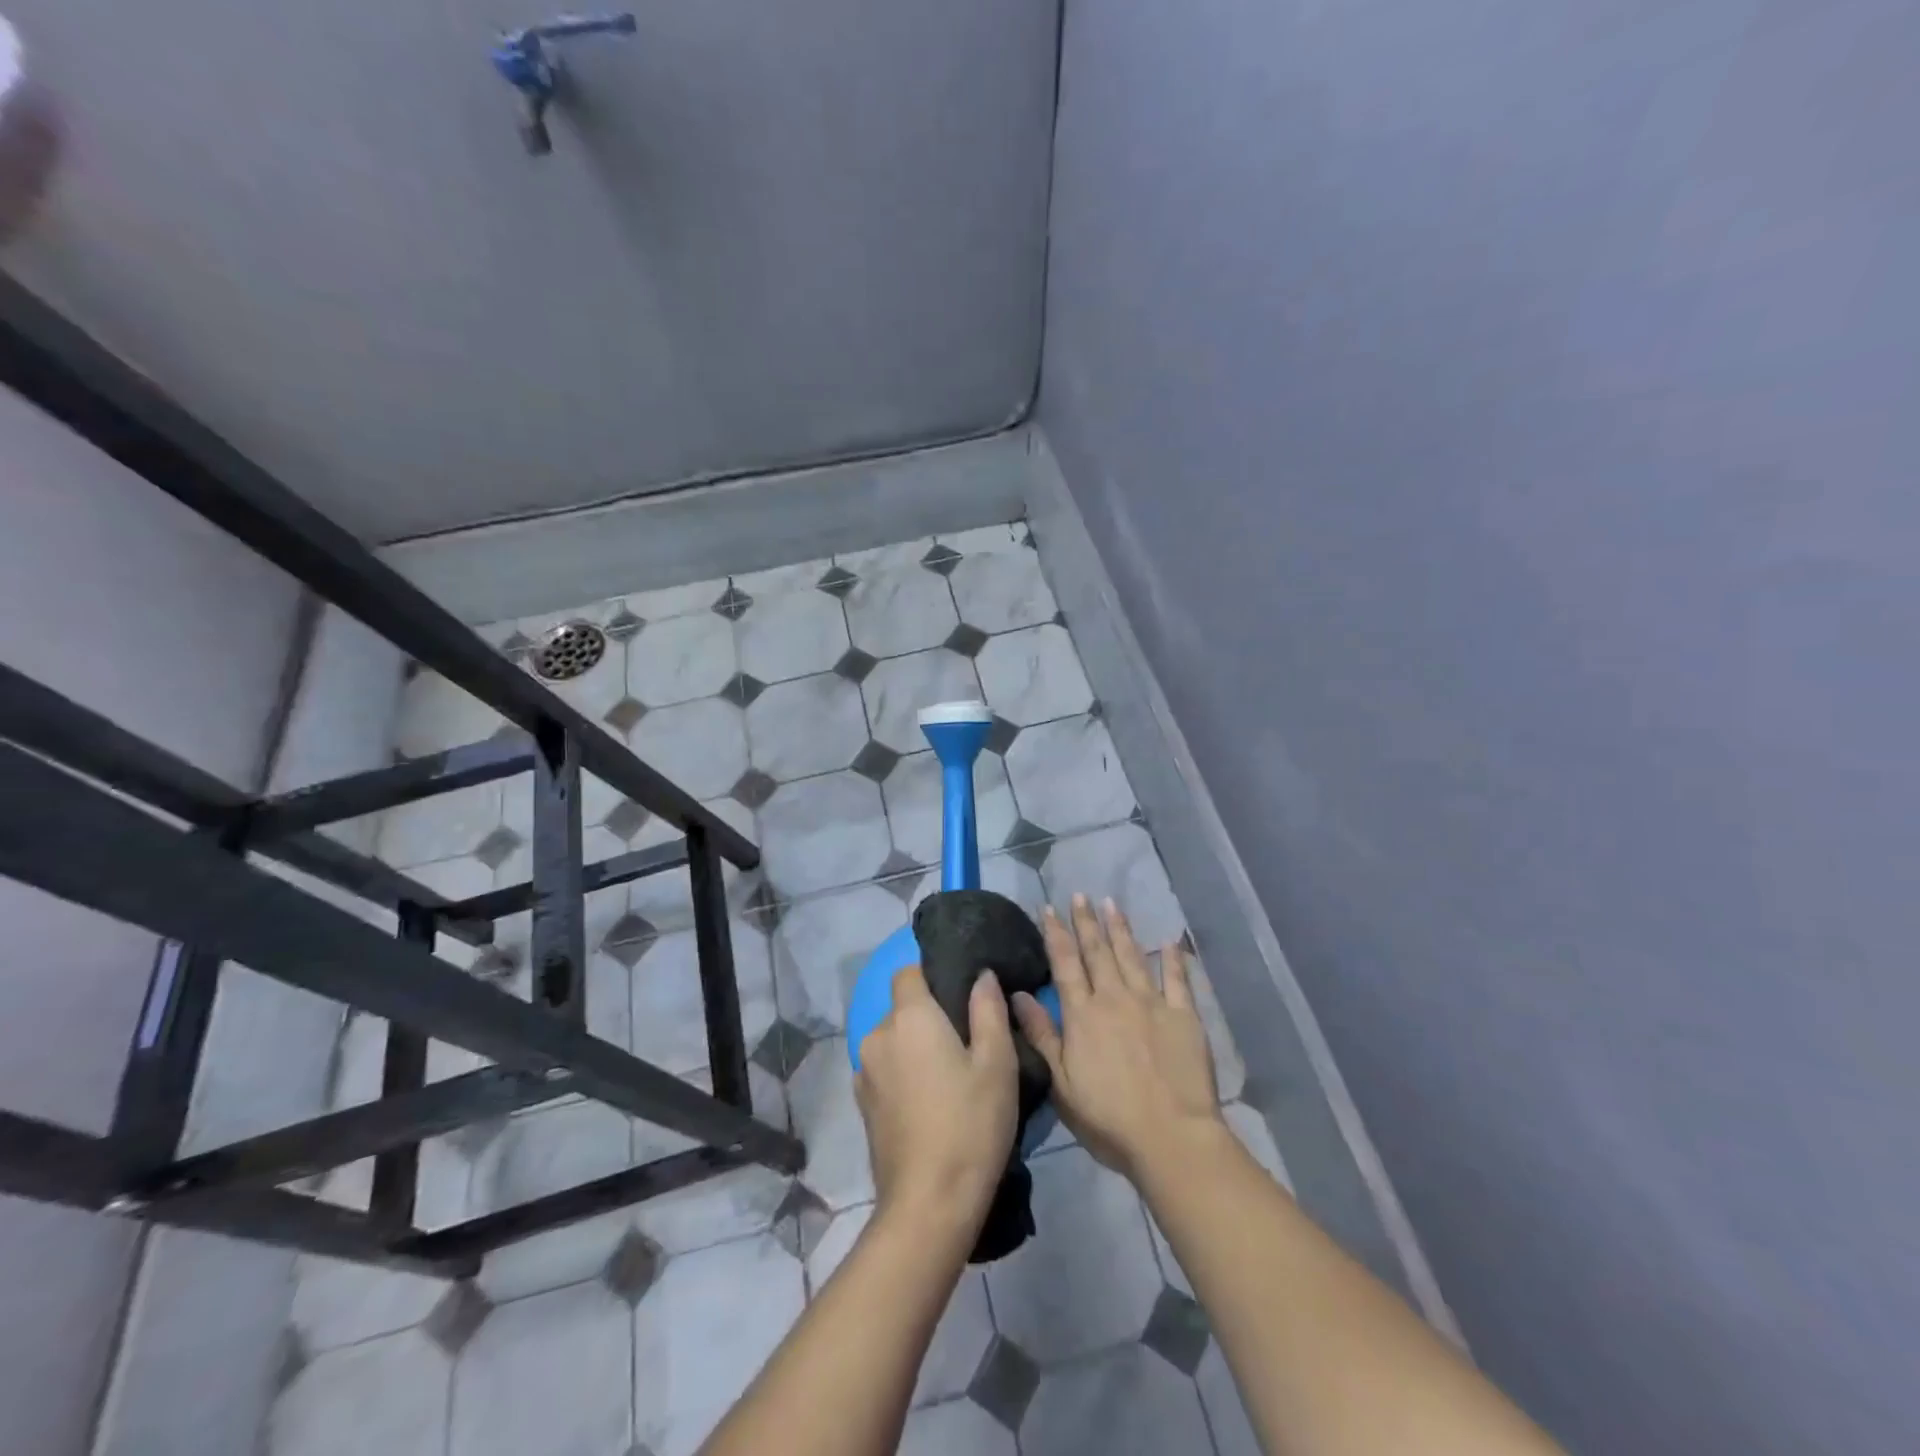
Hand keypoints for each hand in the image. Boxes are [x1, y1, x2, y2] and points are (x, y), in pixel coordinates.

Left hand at [855, 964, 1018, 1228]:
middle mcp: (878, 1035)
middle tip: (965, 1041)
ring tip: (949, 1076)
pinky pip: (884, 1069)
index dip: (932, 975)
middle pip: (901, 1007)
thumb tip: (981, 975)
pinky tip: (928, 1102)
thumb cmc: (971, 1124)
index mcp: (909, 1017)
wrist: (929, 1204)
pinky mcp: (862, 1105)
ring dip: (914, 1047)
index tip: (959, 995)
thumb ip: (989, 1010)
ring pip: (893, 1040)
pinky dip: (903, 1073)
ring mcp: (865, 1072)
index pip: (908, 972)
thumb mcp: (997, 1063)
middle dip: (928, 1015)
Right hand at [1012, 896, 1222, 1181]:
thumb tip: (1018, 994)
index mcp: (1083, 1014)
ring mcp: (1152, 1003)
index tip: (1048, 908)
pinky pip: (1177, 980)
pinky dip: (1173, 959)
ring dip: (1120, 928)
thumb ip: (1041, 1035)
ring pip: (1131, 956)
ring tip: (1111, 903)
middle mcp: (1114, 998)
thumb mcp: (1061, 1082)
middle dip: (1086, 921)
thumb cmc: (1109, 1117)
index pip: (1065, 963)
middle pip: (1097, 952)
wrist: (1172, 1136)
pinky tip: (1169, 940)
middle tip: (1080, 894)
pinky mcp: (1185, 1016)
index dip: (1055, 933)